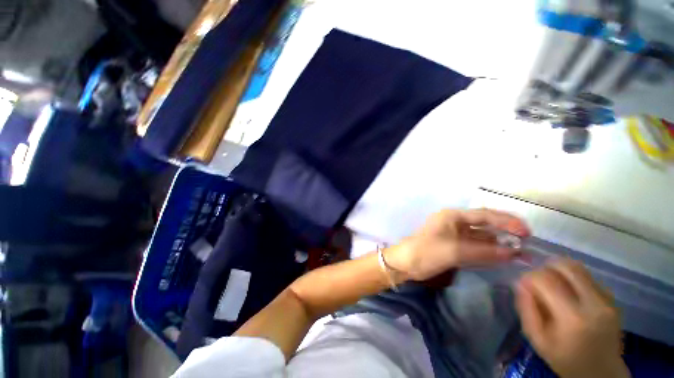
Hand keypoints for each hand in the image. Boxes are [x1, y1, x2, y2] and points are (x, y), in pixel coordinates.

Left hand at [385, 208, 530, 280]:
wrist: (407, 263)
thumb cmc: (427, 251)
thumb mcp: (456, 250)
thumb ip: (485, 251)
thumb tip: (514, 253)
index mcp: (452, 216)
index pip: (484, 215)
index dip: (507, 221)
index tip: (527, 231)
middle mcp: (455, 222)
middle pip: (485, 224)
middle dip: (505, 232)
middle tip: (527, 242)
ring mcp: (455, 235)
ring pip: (481, 237)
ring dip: (499, 244)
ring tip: (521, 253)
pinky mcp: (454, 246)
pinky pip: (475, 247)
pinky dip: (489, 251)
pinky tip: (503, 257)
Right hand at [516, 259, 629, 377]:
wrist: (602, 372)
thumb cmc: (565, 359)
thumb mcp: (537, 340)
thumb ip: (526, 310)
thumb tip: (520, 283)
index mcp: (573, 318)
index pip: (546, 280)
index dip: (529, 277)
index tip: (524, 285)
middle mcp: (593, 304)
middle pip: (566, 267)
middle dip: (546, 268)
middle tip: (539, 280)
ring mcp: (606, 300)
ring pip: (578, 268)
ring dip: (559, 271)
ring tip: (553, 284)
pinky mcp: (612, 299)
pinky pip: (587, 277)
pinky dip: (572, 279)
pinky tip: (569, 293)